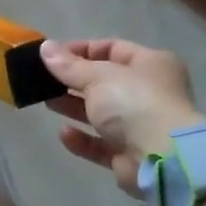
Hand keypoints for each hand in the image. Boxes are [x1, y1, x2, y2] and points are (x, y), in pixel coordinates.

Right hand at [40, 38, 203, 196]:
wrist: (162, 157)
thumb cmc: (133, 104)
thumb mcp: (97, 77)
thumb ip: (68, 65)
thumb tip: (45, 47)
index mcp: (150, 64)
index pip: (112, 48)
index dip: (81, 50)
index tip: (51, 56)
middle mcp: (148, 92)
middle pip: (104, 82)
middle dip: (73, 81)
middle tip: (43, 81)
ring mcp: (139, 125)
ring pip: (100, 113)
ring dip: (73, 107)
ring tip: (46, 102)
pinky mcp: (128, 153)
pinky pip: (100, 143)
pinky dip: (82, 139)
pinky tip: (64, 133)